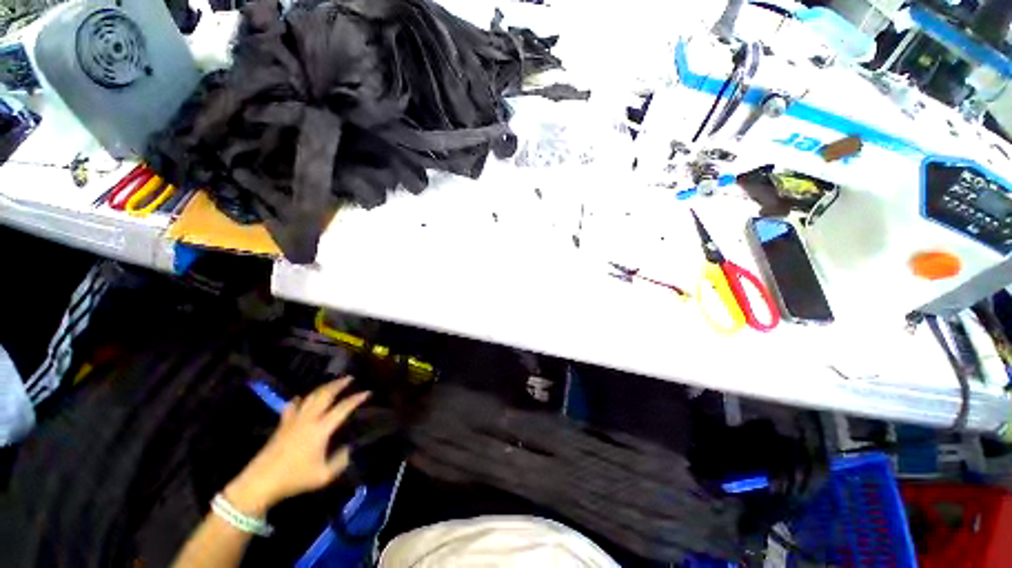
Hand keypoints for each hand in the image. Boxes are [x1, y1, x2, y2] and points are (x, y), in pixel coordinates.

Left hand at [224, 377, 369, 515]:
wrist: (260, 483)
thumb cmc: (294, 480)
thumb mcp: (323, 476)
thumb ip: (340, 461)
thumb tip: (347, 449)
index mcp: (320, 430)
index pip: (342, 408)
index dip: (356, 399)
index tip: (367, 393)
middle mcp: (308, 420)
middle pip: (325, 395)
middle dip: (338, 385)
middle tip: (349, 378)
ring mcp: (293, 421)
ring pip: (310, 397)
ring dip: (323, 388)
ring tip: (332, 384)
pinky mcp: (282, 425)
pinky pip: (292, 406)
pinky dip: (299, 399)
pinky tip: (301, 398)